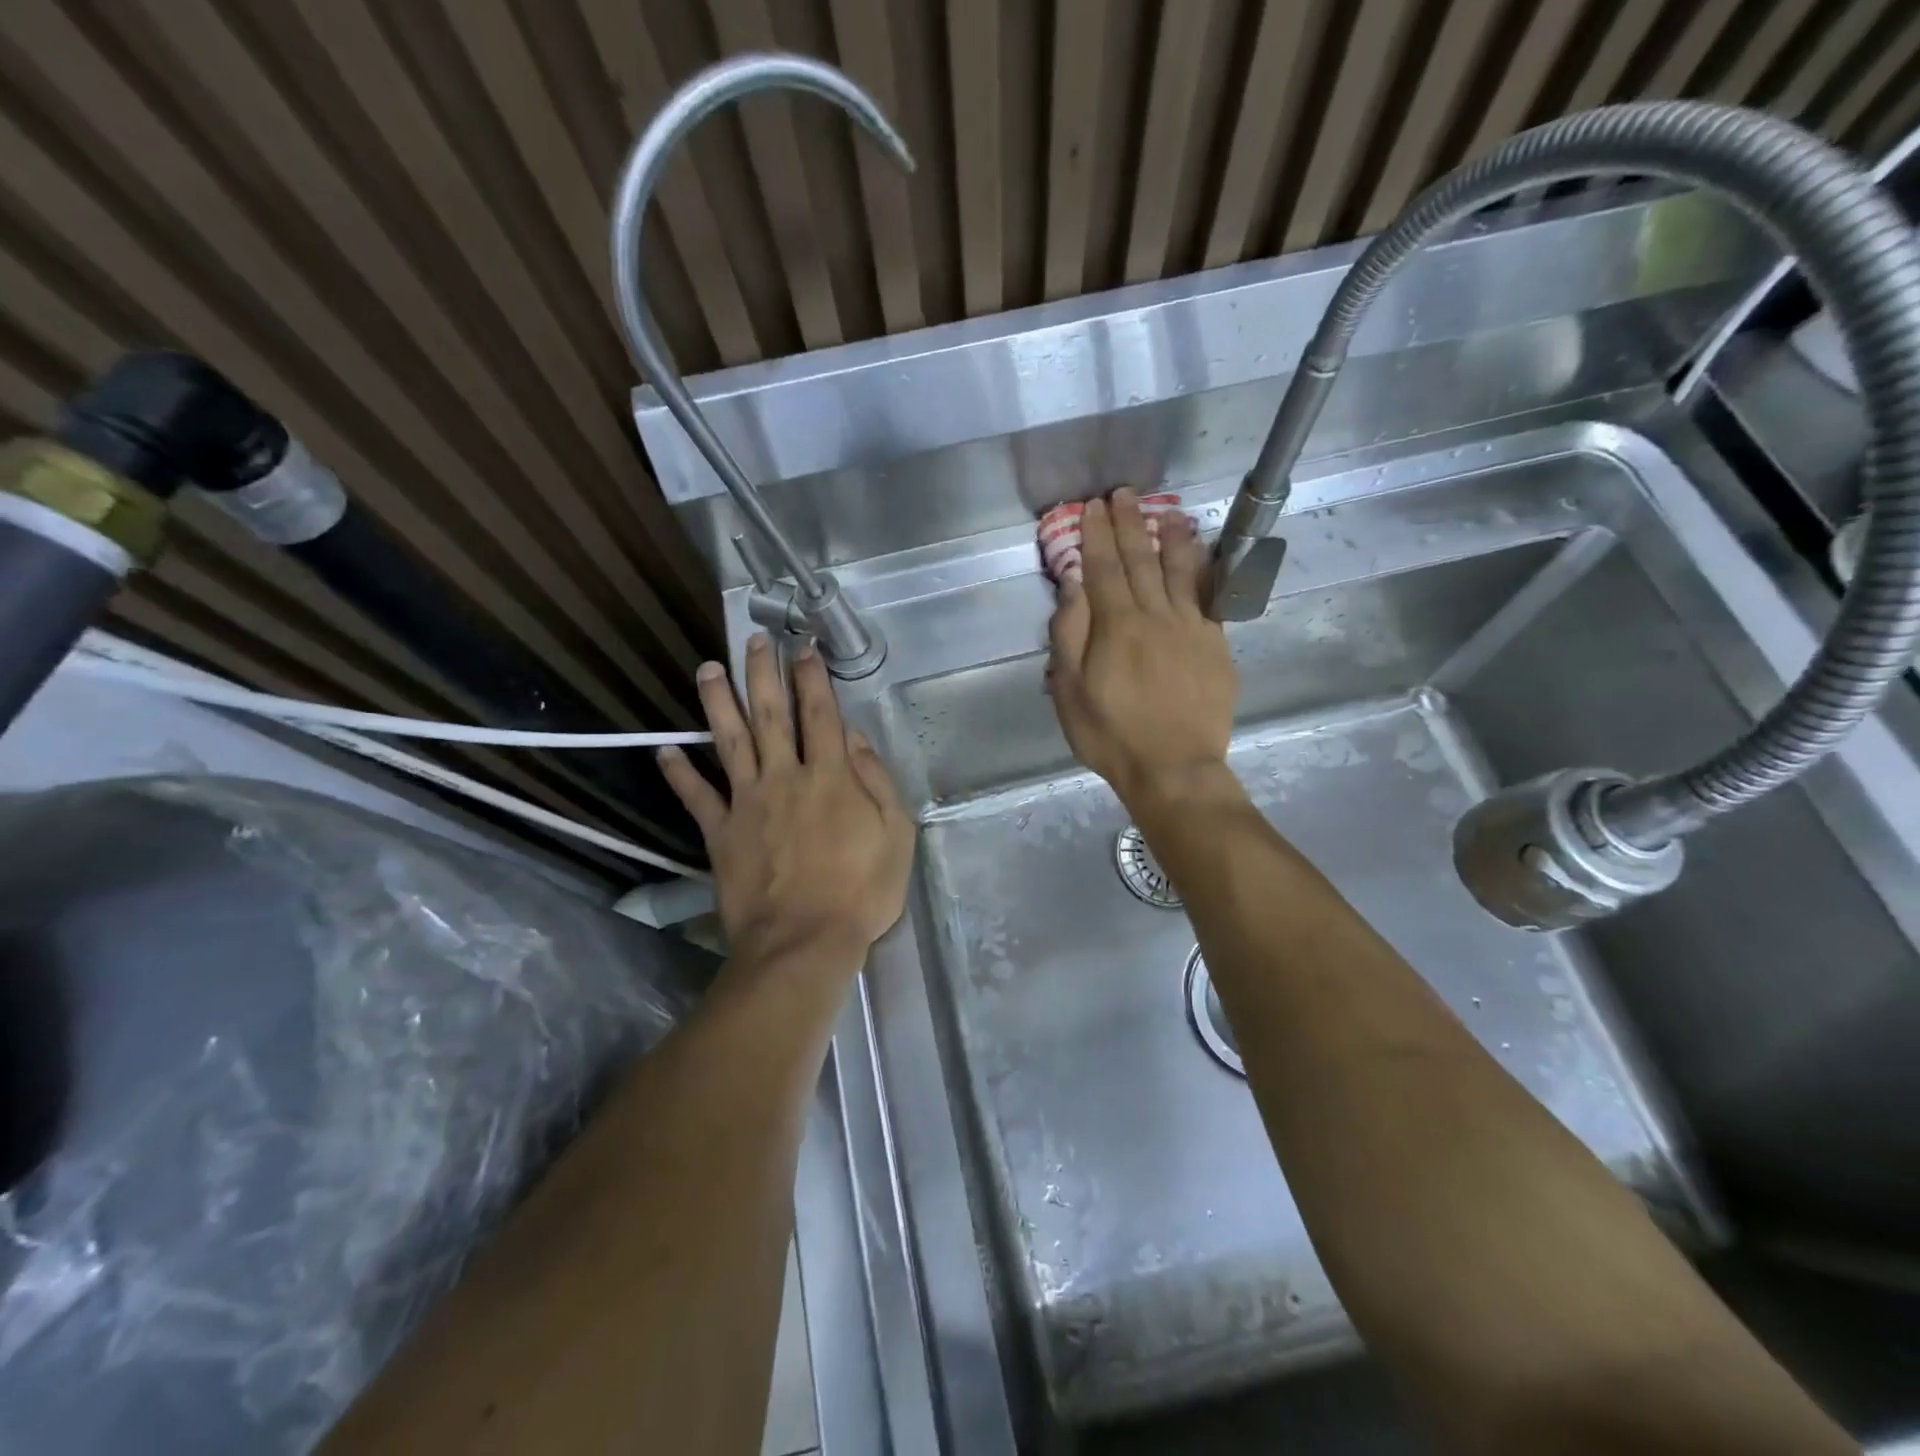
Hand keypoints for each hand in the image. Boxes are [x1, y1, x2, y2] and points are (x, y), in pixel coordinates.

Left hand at [658, 634, 914, 966]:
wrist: (803, 941)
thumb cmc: (860, 891)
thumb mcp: (896, 834)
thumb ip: (876, 781)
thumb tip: (853, 738)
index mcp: (830, 777)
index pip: (820, 714)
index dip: (812, 677)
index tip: (804, 648)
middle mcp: (785, 777)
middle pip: (771, 715)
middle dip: (762, 674)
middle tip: (754, 640)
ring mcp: (748, 803)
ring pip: (729, 742)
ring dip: (718, 703)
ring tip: (707, 670)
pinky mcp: (721, 833)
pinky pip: (697, 797)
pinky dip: (680, 774)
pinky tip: (665, 750)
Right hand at [1047, 489, 1237, 806]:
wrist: (1174, 767)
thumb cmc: (1111, 734)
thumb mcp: (1070, 691)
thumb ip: (1069, 635)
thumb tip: (1073, 586)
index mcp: (1116, 626)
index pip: (1102, 568)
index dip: (1096, 535)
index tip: (1092, 507)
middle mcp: (1155, 615)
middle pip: (1140, 560)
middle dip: (1129, 524)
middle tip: (1123, 494)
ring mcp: (1191, 627)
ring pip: (1180, 570)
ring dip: (1170, 536)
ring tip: (1165, 510)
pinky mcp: (1216, 644)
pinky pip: (1210, 595)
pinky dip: (1204, 569)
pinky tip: (1201, 555)